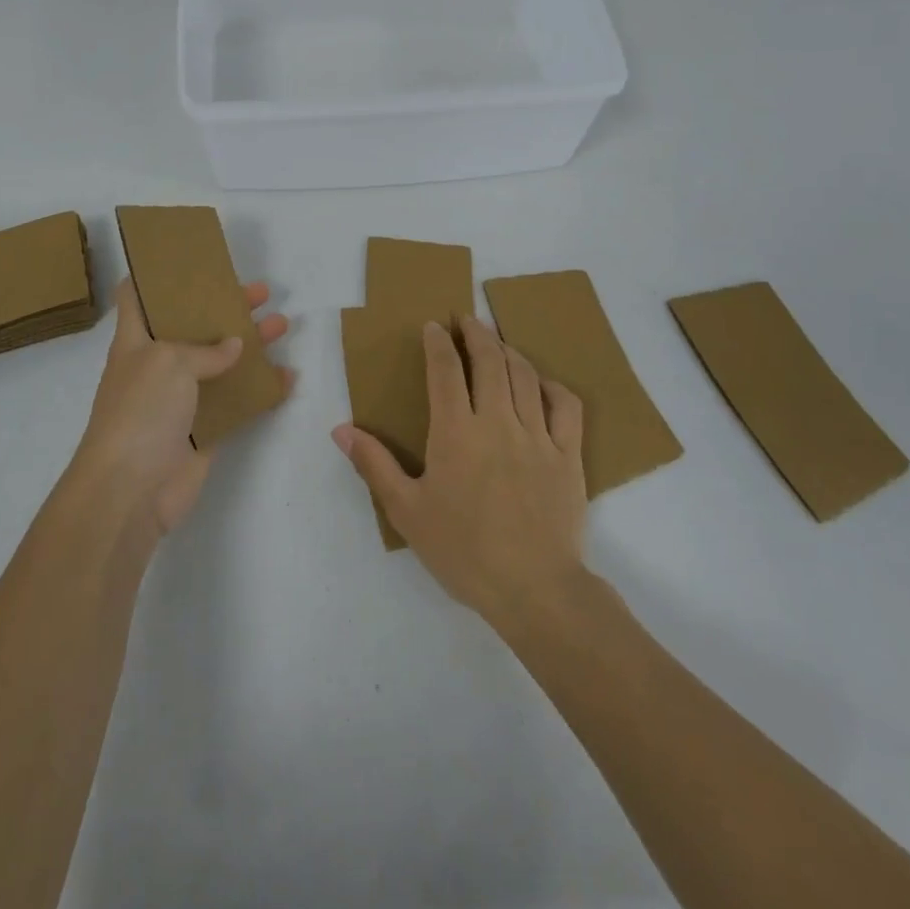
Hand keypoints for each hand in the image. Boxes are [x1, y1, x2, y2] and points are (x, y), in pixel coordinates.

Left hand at [69, 278, 290, 538]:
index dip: (156, 275)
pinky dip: (262, 390)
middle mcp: (158, 366)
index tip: (186, 260)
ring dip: (251, 344)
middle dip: (225, 306)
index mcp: (137, 341)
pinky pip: (237, 402)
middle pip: (194, 326)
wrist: (131, 490)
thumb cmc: (140, 411)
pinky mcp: (204, 430)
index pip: (137, 297)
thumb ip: (205, 350)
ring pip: (221, 363)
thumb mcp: (168, 362)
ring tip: (282, 324)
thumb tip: (234, 347)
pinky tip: (287, 377)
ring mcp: (182, 400)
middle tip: (260, 291)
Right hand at [332, 316, 587, 622]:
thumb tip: (341, 430)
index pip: (445, 369)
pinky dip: (552, 386)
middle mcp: (496, 420)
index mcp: (455, 431)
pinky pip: (566, 406)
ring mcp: (537, 435)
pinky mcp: (568, 454)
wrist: (534, 588)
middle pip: (489, 360)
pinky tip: (542, 384)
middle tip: (466, 320)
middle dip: (476, 332)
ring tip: (497, 343)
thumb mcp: (406, 511)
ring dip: (509, 351)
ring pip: (525, 375)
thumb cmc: (463, 550)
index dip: (438, 342)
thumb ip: (374, 465)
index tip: (433, 326)